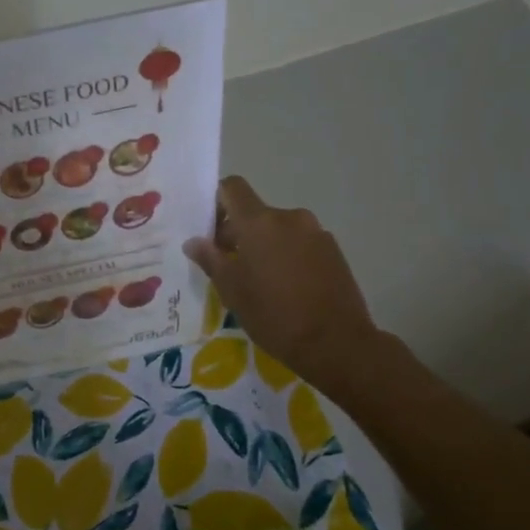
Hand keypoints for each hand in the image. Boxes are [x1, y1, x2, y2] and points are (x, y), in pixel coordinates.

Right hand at [183, 177, 380, 386]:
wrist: (335, 342)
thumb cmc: (273, 315)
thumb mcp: (232, 291)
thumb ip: (210, 259)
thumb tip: (194, 242)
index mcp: (259, 222)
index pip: (232, 188)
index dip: (217, 201)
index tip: (209, 229)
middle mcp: (289, 218)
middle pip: (255, 213)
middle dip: (238, 233)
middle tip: (228, 266)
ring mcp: (316, 233)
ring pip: (278, 230)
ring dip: (265, 246)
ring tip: (260, 281)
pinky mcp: (334, 251)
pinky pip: (300, 243)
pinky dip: (288, 256)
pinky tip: (286, 288)